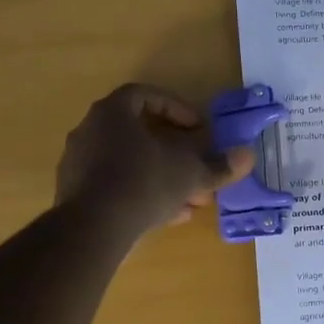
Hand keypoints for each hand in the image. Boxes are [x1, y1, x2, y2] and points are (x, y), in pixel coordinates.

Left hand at [56, 84, 252, 239]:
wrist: (93, 228)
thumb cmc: (143, 183)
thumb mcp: (190, 173)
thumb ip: (218, 165)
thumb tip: (247, 156)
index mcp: (113, 113)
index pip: (144, 95)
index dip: (175, 108)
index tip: (198, 128)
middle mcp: (91, 132)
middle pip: (139, 134)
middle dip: (175, 153)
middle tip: (198, 168)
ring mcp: (80, 164)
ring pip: (130, 164)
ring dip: (162, 178)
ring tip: (191, 200)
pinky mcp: (76, 195)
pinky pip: (116, 187)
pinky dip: (143, 196)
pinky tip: (168, 217)